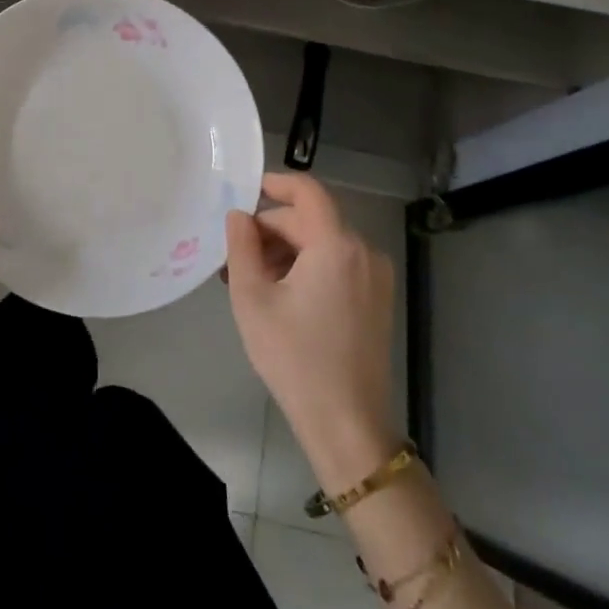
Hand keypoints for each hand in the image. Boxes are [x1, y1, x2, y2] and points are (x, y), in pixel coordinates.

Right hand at [225, 172, 397, 485]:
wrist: (347, 425)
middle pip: (310, 220)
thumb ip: (241, 246)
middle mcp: (364, 252)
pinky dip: (306, 267)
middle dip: (270, 229)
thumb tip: (239, 215)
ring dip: (284, 250)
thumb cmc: (294, 358)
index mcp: (337, 246)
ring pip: (322, 243)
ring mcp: (375, 277)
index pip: (307, 192)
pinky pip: (336, 264)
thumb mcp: (252, 298)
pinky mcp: (376, 299)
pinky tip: (278, 294)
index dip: (274, 183)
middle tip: (233, 255)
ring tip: (249, 279)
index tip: (243, 192)